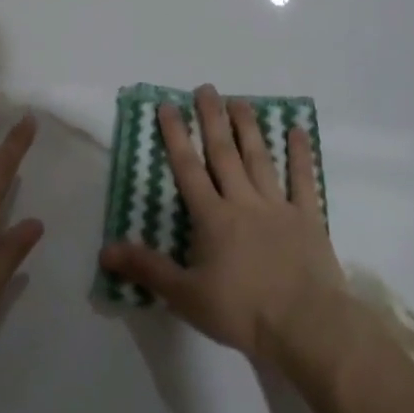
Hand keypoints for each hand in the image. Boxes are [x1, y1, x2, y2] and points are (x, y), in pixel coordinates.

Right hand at [100, 84, 351, 370]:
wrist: (306, 324)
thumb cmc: (243, 311)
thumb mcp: (186, 296)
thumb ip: (147, 269)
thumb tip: (105, 249)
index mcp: (213, 218)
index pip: (188, 169)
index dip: (176, 136)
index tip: (168, 106)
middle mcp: (243, 201)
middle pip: (224, 153)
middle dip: (212, 119)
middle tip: (206, 88)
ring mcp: (278, 206)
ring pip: (260, 158)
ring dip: (249, 128)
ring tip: (240, 100)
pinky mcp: (308, 217)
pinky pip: (303, 180)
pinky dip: (300, 154)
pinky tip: (297, 130)